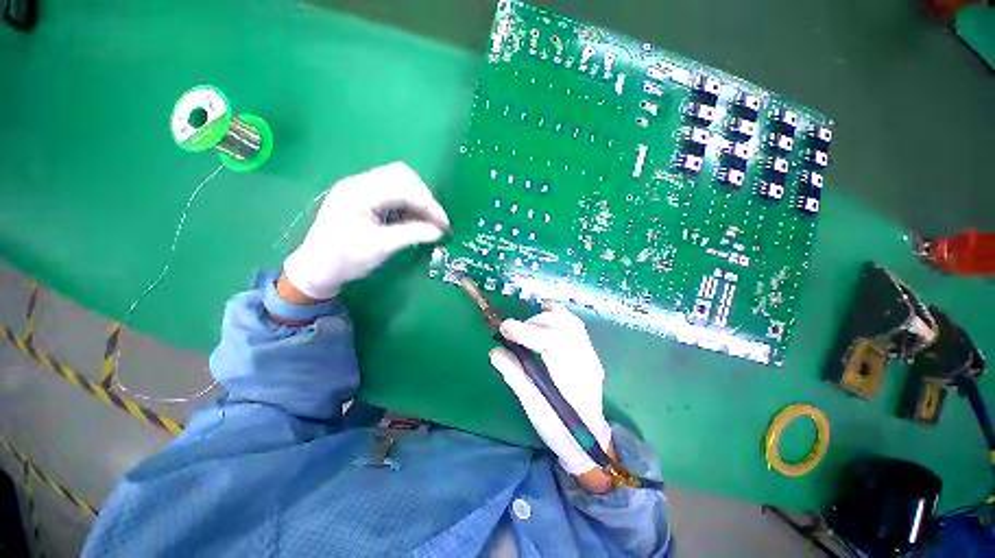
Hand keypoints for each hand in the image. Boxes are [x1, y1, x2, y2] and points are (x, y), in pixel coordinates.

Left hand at [283, 162, 449, 299]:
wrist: (317, 268)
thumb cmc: (345, 259)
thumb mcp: (380, 248)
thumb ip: (411, 235)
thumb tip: (439, 231)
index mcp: (359, 193)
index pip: (403, 189)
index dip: (428, 206)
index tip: (445, 224)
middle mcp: (359, 183)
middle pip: (402, 175)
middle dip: (424, 197)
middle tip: (435, 220)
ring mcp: (360, 188)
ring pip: (399, 180)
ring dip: (417, 198)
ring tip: (425, 221)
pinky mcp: (363, 196)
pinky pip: (392, 191)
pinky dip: (407, 202)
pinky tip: (411, 219)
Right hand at [489, 305, 612, 478]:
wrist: (589, 442)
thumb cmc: (560, 430)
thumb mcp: (534, 408)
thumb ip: (515, 376)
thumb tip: (495, 352)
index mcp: (573, 380)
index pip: (553, 343)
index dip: (527, 331)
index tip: (504, 328)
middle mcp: (586, 362)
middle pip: (562, 327)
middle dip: (533, 323)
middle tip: (512, 332)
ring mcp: (591, 356)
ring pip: (570, 322)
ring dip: (544, 317)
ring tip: (525, 325)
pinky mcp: (589, 353)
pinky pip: (574, 325)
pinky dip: (557, 316)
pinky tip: (545, 316)